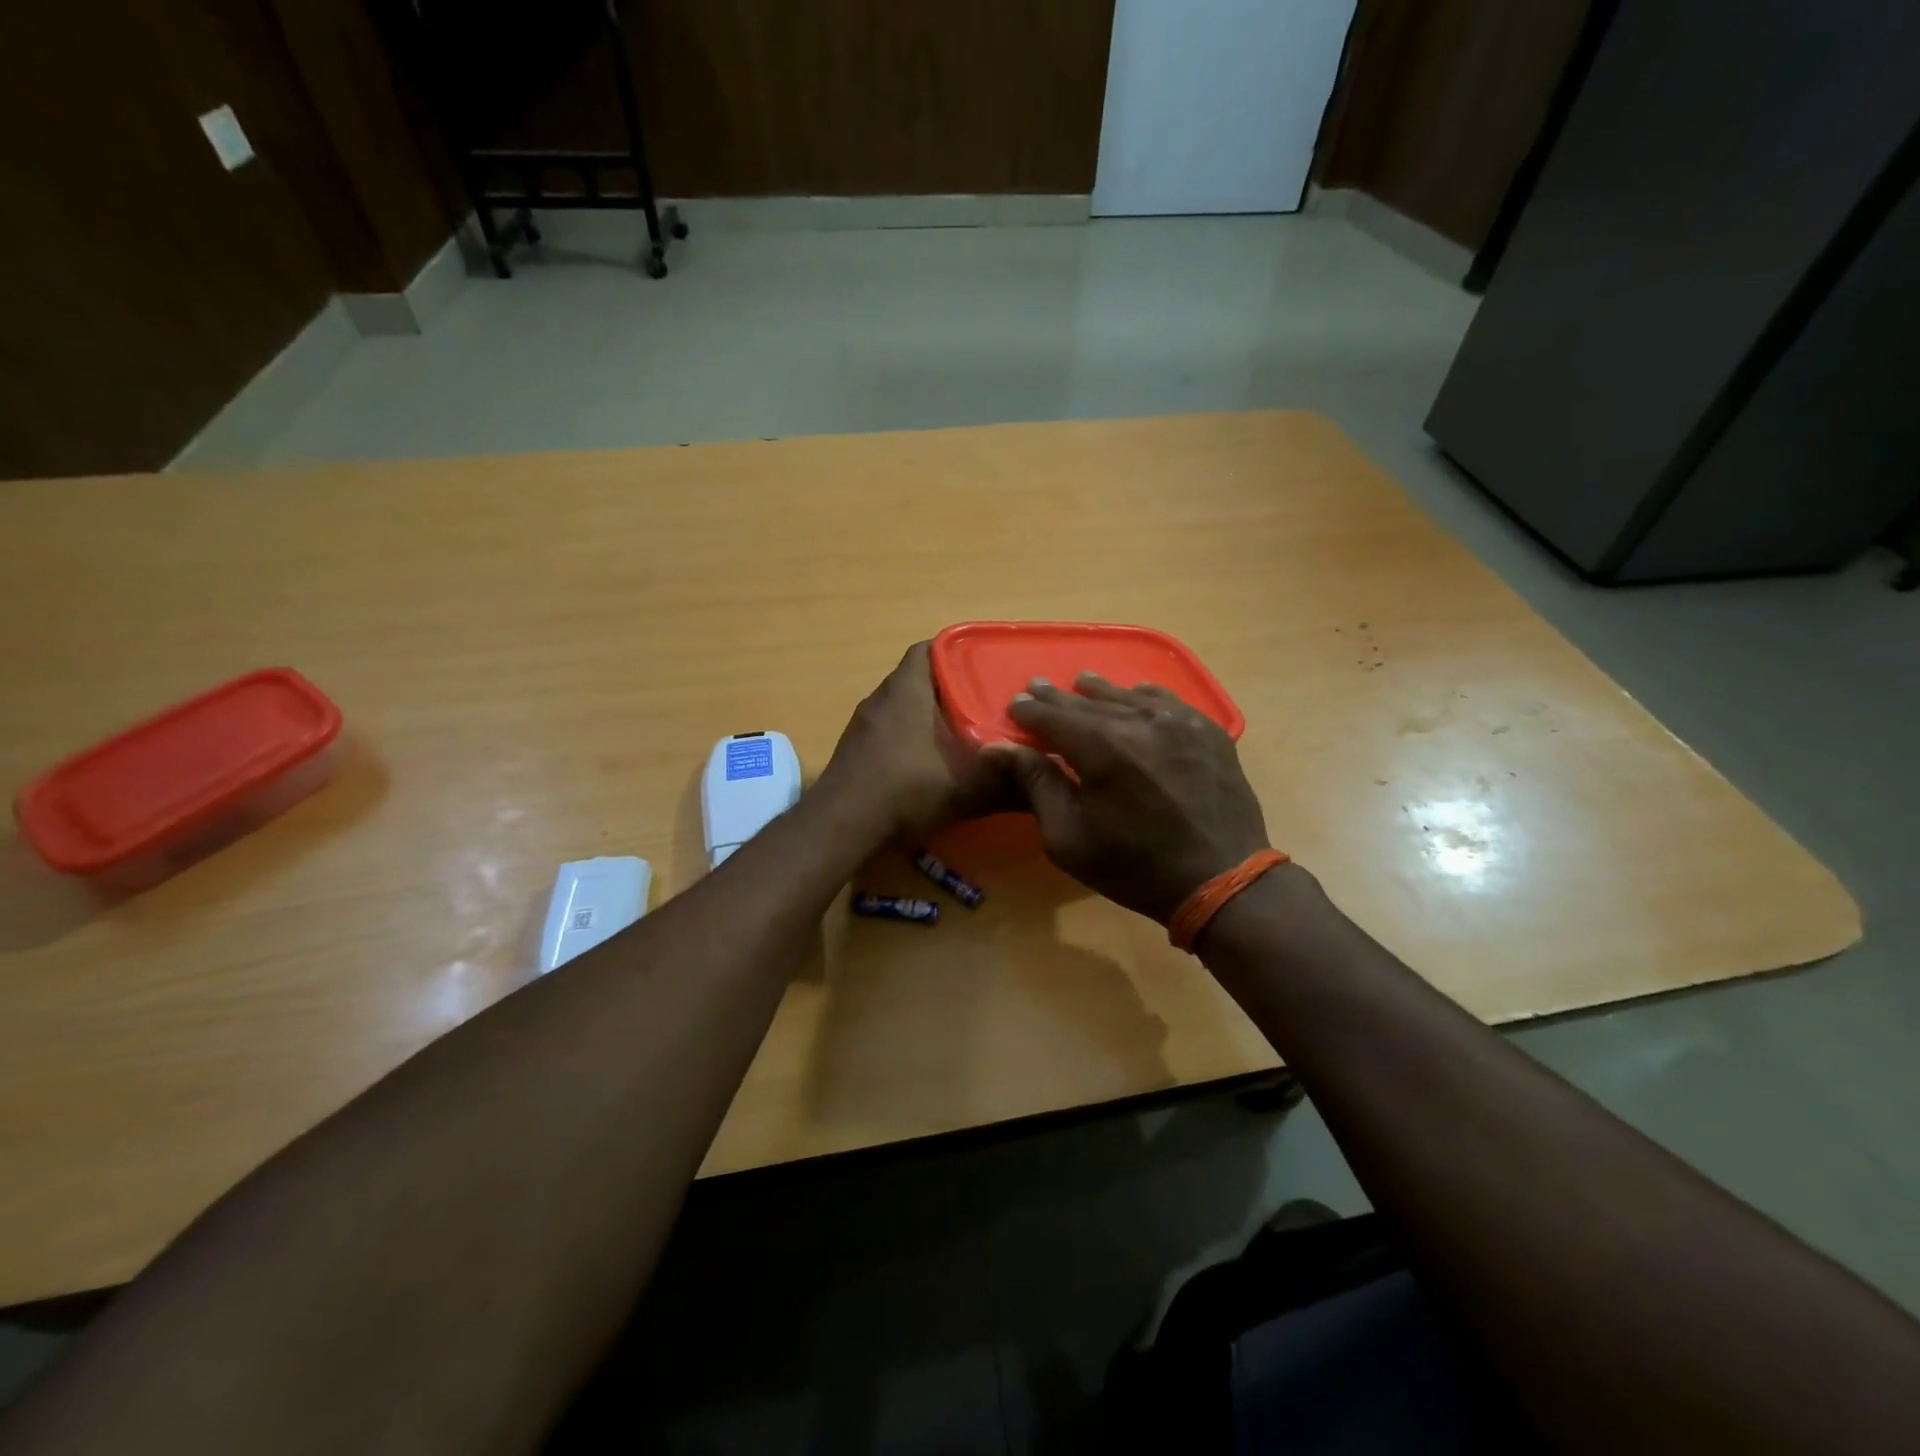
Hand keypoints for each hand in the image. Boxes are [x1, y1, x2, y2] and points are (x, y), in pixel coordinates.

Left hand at [818, 642, 1015, 841]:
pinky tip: (925, 765)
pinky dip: (907, 739)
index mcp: (908, 689)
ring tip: (958, 736)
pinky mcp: (853, 749)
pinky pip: (886, 731)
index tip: (984, 670)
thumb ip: (1008, 782)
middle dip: (949, 690)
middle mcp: (881, 697)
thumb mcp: (968, 786)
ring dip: (926, 717)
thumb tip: (1044, 784)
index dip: (957, 654)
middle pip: (918, 678)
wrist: (842, 824)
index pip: (930, 649)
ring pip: (901, 707)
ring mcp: (863, 724)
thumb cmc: (908, 788)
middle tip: (982, 706)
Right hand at [989, 674, 1270, 921]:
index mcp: (1102, 748)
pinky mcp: (1207, 729)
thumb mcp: (1069, 837)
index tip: (1014, 705)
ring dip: (1098, 690)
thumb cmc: (1135, 867)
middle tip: (1037, 687)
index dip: (1029, 710)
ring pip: (1127, 694)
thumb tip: (999, 747)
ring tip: (1081, 683)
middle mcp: (1139, 721)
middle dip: (1058, 697)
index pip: (1053, 716)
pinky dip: (1142, 695)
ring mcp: (1179, 721)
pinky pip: (1167, 699)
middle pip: (1088, 700)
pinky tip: (1135, 695)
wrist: (1221, 880)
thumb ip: (1037, 785)